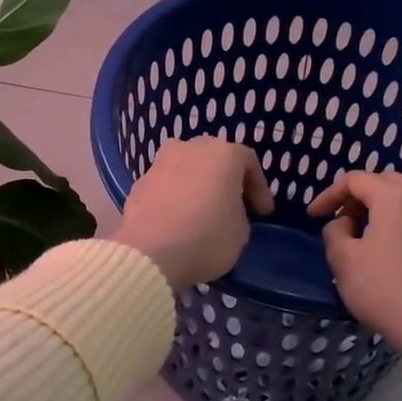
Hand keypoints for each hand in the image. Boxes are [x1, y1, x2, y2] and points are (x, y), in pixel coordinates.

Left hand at [116, 137, 272, 288]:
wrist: (149, 252)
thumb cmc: (206, 237)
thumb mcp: (241, 232)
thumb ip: (238, 212)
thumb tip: (225, 211)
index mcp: (222, 153)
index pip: (248, 162)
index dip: (259, 189)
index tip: (263, 213)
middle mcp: (189, 148)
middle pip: (213, 158)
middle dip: (225, 180)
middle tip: (232, 205)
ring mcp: (160, 163)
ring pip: (185, 168)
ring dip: (196, 185)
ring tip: (201, 210)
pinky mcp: (138, 183)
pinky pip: (165, 185)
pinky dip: (174, 197)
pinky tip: (176, 219)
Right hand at [306, 171, 401, 341]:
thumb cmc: (384, 290)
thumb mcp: (343, 260)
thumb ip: (335, 232)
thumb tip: (346, 224)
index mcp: (396, 197)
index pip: (355, 180)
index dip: (330, 194)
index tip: (314, 215)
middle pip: (391, 184)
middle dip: (365, 197)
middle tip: (348, 220)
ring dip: (395, 215)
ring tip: (381, 240)